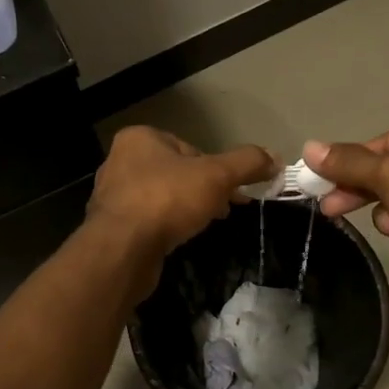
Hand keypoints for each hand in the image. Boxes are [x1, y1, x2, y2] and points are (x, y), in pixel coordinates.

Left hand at [88, 126, 275, 271]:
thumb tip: (276, 158)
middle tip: (224, 210)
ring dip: (184, 210)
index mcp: (139, 139)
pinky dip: (165, 227)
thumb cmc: (167, 200)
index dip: (216, 169)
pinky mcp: (112, 227)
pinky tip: (178, 240)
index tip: (233, 191)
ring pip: (162, 198)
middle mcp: (120, 162)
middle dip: (202, 190)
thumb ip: (247, 163)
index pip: (189, 148)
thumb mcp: (216, 176)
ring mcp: (112, 196)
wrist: (122, 250)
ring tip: (203, 226)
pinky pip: (148, 221)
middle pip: (176, 173)